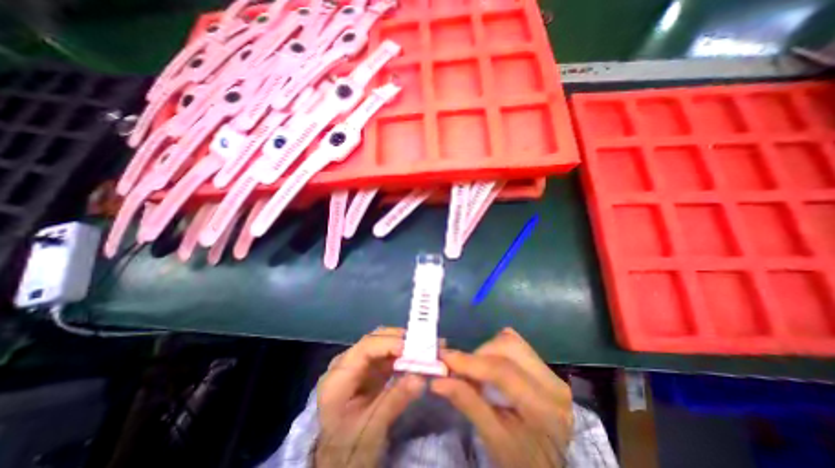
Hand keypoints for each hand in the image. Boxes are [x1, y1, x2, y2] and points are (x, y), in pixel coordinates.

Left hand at [316, 329, 426, 467]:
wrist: (335, 462)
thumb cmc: (348, 449)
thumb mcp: (371, 430)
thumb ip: (395, 400)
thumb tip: (420, 377)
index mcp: (337, 379)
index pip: (364, 348)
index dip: (389, 343)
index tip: (412, 348)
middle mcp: (343, 365)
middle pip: (372, 341)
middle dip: (398, 340)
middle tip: (422, 344)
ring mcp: (354, 365)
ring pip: (380, 345)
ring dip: (401, 346)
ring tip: (422, 349)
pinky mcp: (364, 370)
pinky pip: (383, 356)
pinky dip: (399, 356)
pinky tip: (413, 359)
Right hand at [430, 330, 575, 467]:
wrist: (552, 467)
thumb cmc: (522, 461)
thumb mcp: (494, 440)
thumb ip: (468, 404)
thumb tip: (438, 380)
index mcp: (544, 408)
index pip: (503, 371)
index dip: (470, 362)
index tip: (443, 358)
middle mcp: (553, 382)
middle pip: (508, 346)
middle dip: (479, 354)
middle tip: (462, 371)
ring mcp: (550, 372)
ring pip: (510, 341)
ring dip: (486, 351)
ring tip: (476, 372)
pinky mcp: (543, 367)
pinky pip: (514, 345)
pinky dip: (495, 351)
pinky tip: (489, 369)